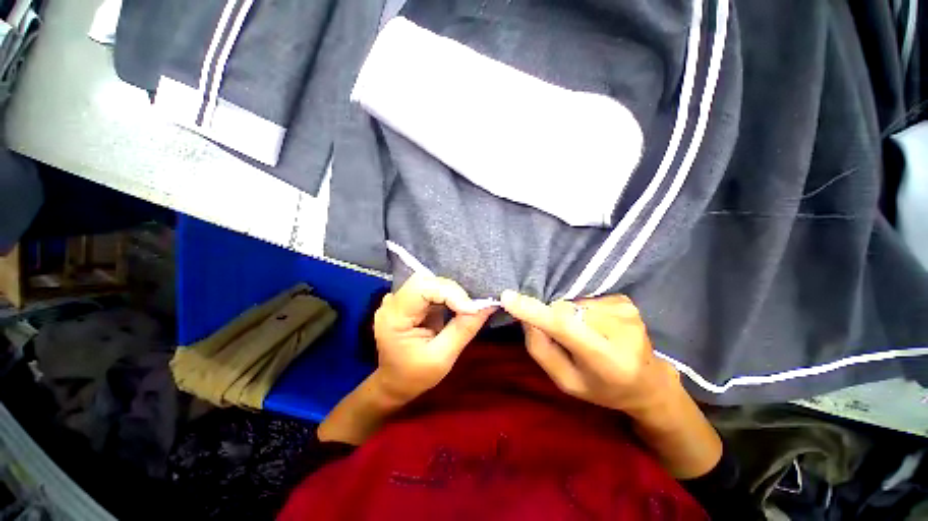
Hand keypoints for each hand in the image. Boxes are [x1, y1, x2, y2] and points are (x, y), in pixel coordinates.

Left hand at [373, 273, 494, 403]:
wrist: (394, 383)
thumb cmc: (414, 376)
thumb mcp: (442, 358)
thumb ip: (463, 329)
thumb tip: (487, 306)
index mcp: (393, 317)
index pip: (421, 288)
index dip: (450, 292)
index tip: (472, 309)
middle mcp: (392, 302)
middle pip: (425, 280)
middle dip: (452, 291)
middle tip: (471, 308)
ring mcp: (399, 300)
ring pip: (429, 282)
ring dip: (451, 292)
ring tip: (467, 307)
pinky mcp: (408, 301)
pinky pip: (430, 289)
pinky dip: (447, 295)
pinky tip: (457, 306)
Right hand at [501, 291, 681, 419]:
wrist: (648, 382)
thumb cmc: (603, 388)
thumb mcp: (566, 381)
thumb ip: (541, 350)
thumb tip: (526, 317)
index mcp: (608, 360)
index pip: (565, 327)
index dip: (535, 312)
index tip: (508, 297)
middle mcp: (621, 329)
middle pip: (564, 310)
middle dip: (552, 319)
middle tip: (564, 339)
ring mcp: (626, 310)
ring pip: (572, 303)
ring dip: (568, 316)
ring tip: (584, 334)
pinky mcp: (625, 300)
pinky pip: (585, 299)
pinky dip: (581, 311)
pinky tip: (595, 326)